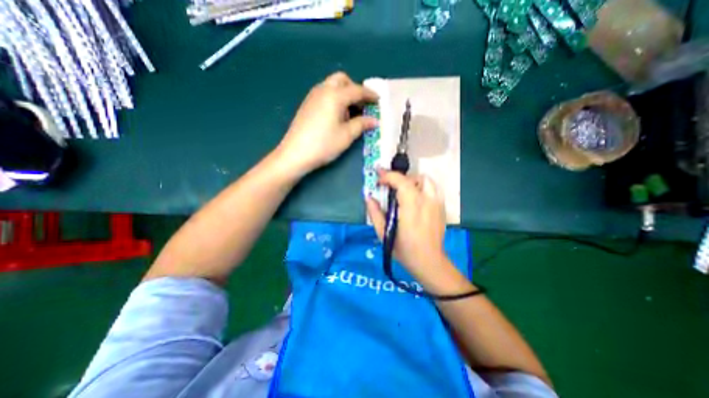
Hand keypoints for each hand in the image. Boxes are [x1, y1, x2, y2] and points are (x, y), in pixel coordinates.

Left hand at [274, 71, 378, 176]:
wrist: (295, 154)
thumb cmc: (324, 144)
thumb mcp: (346, 135)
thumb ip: (362, 124)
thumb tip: (374, 120)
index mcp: (335, 95)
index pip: (357, 90)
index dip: (370, 95)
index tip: (379, 100)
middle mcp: (323, 90)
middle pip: (342, 80)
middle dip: (354, 88)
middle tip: (361, 105)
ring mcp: (312, 96)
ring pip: (332, 85)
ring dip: (344, 93)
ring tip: (350, 113)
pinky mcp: (307, 104)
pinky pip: (324, 93)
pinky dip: (334, 98)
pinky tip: (336, 115)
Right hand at [365, 170, 446, 280]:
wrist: (429, 261)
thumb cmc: (404, 250)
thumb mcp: (383, 233)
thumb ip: (374, 213)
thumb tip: (368, 196)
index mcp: (411, 207)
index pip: (401, 182)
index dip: (388, 176)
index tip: (378, 179)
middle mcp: (426, 201)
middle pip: (414, 178)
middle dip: (399, 179)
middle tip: (389, 187)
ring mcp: (437, 203)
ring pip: (426, 180)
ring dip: (412, 181)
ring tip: (403, 191)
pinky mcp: (441, 207)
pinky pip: (432, 188)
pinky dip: (421, 187)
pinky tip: (415, 198)